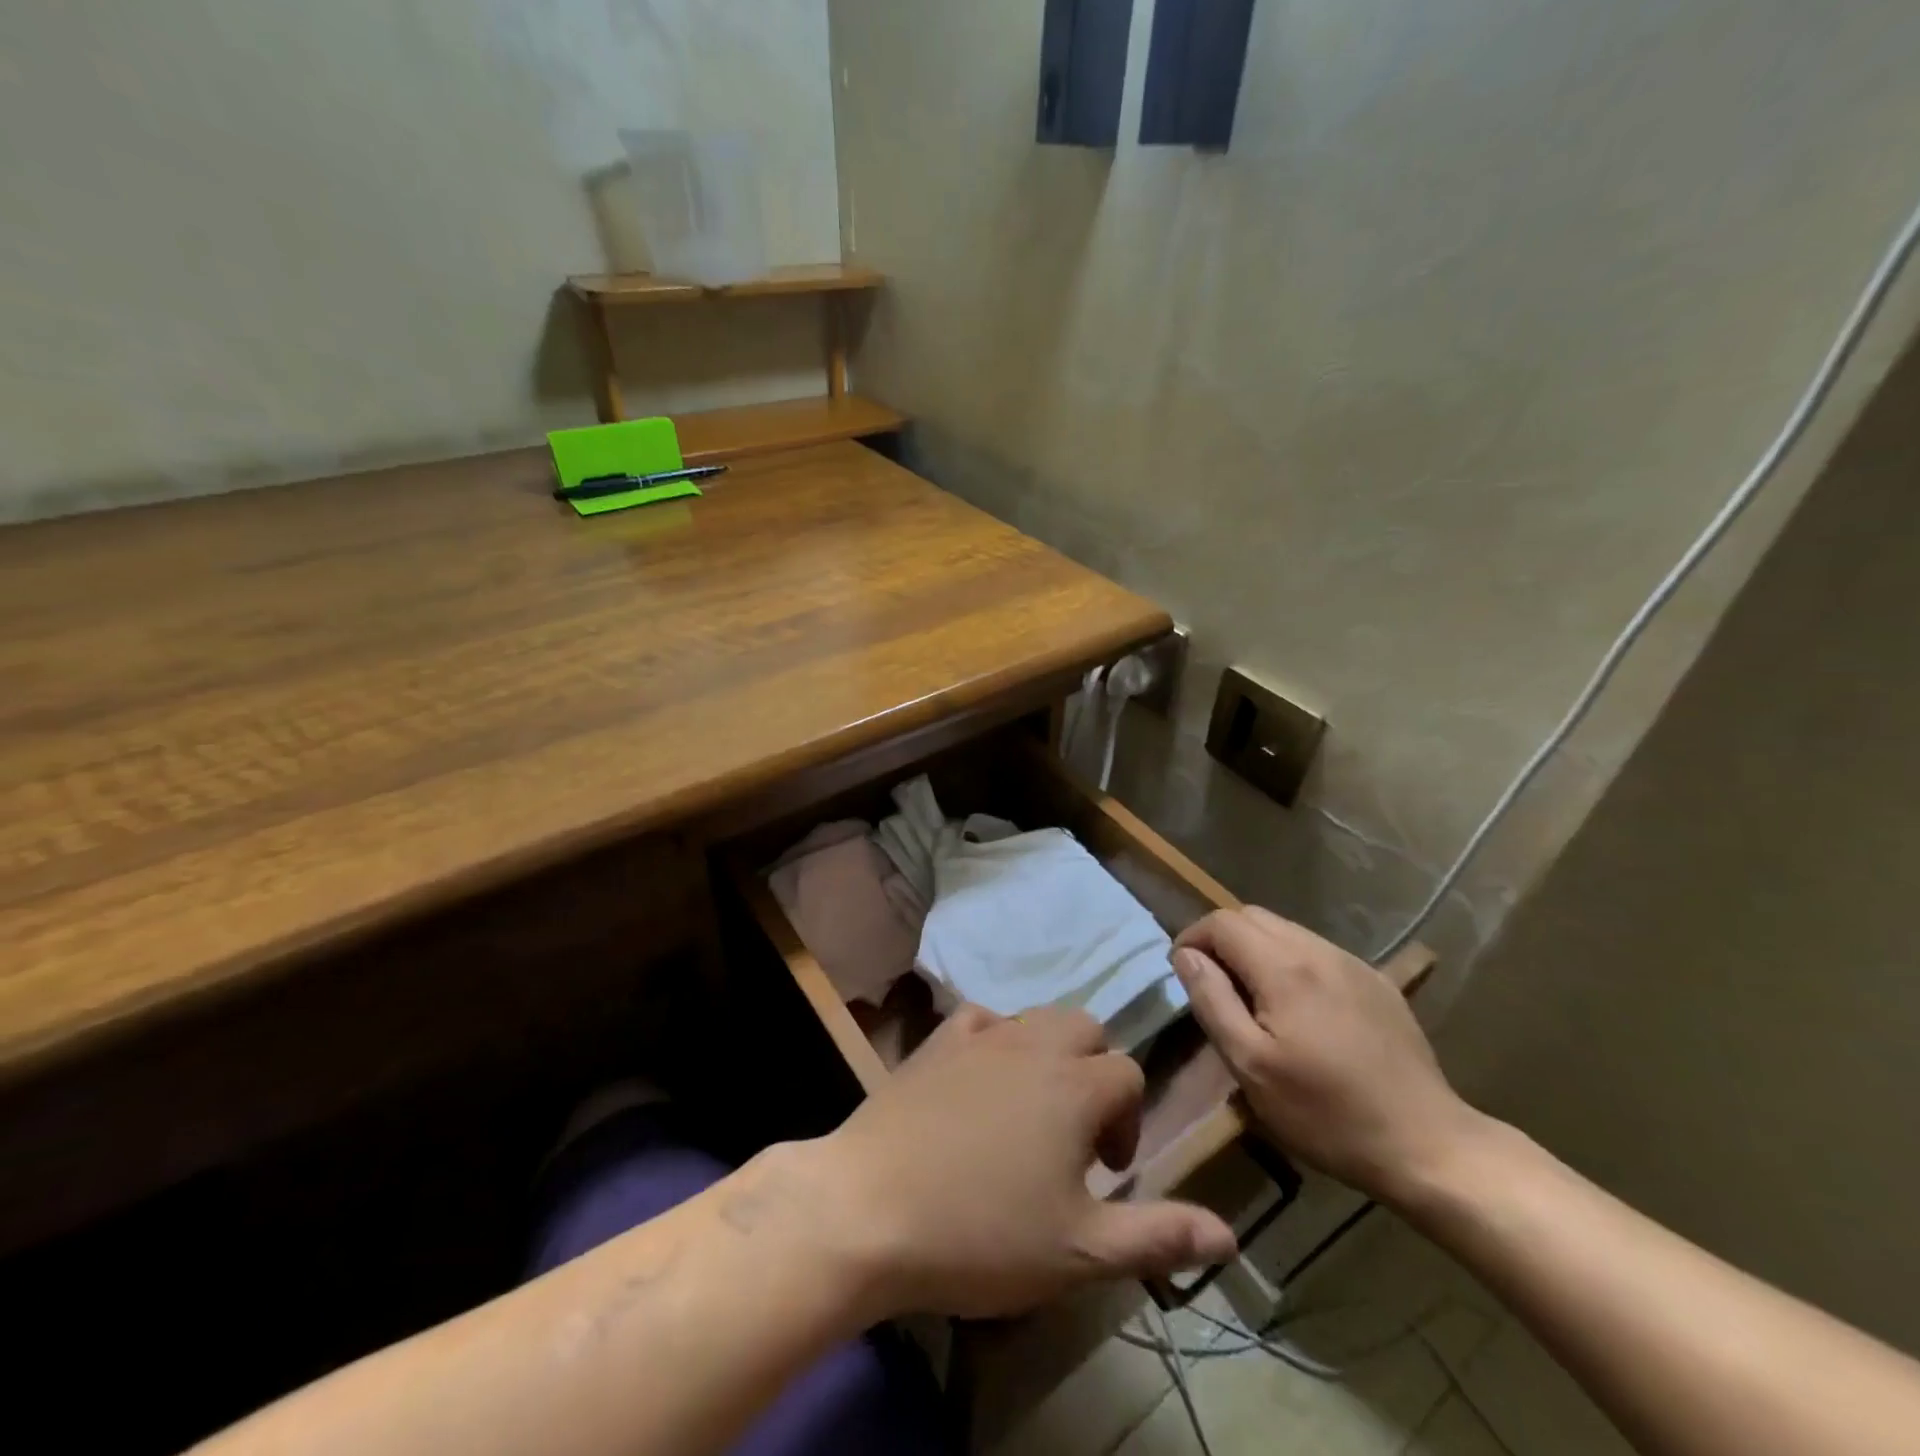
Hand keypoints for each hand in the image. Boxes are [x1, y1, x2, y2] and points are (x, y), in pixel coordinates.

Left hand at [805, 1005, 1236, 1319]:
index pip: (1129, 1075)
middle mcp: (1033, 1043)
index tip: (1104, 1172)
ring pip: (1036, 1017)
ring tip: (1032, 1109)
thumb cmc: (982, 1234)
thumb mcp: (1080, 1251)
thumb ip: (1157, 1234)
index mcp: (1076, 1084)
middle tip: (1075, 1133)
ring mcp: (980, 1035)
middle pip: (1086, 1028)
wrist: (870, 1209)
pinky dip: (995, 1039)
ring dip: (1049, 1052)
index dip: (1129, 1121)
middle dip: (1095, 1071)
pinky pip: (981, 1019)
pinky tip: (981, 1079)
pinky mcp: (936, 1040)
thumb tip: (1229, 1232)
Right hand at [1172, 907, 1488, 1206]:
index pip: (1222, 922)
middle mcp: (1317, 950)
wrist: (1427, 1144)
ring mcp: (1352, 963)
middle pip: (1253, 917)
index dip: (1193, 937)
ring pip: (1286, 930)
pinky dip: (1290, 962)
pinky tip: (1297, 1007)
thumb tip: (1186, 956)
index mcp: (1283, 966)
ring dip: (1256, 949)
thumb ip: (1212, 1000)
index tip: (1183, 972)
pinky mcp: (1376, 982)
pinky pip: (1317, 952)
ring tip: (1251, 995)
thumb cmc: (1326, 1112)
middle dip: (1222, 939)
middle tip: (1213, 983)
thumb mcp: (1250, 1065)